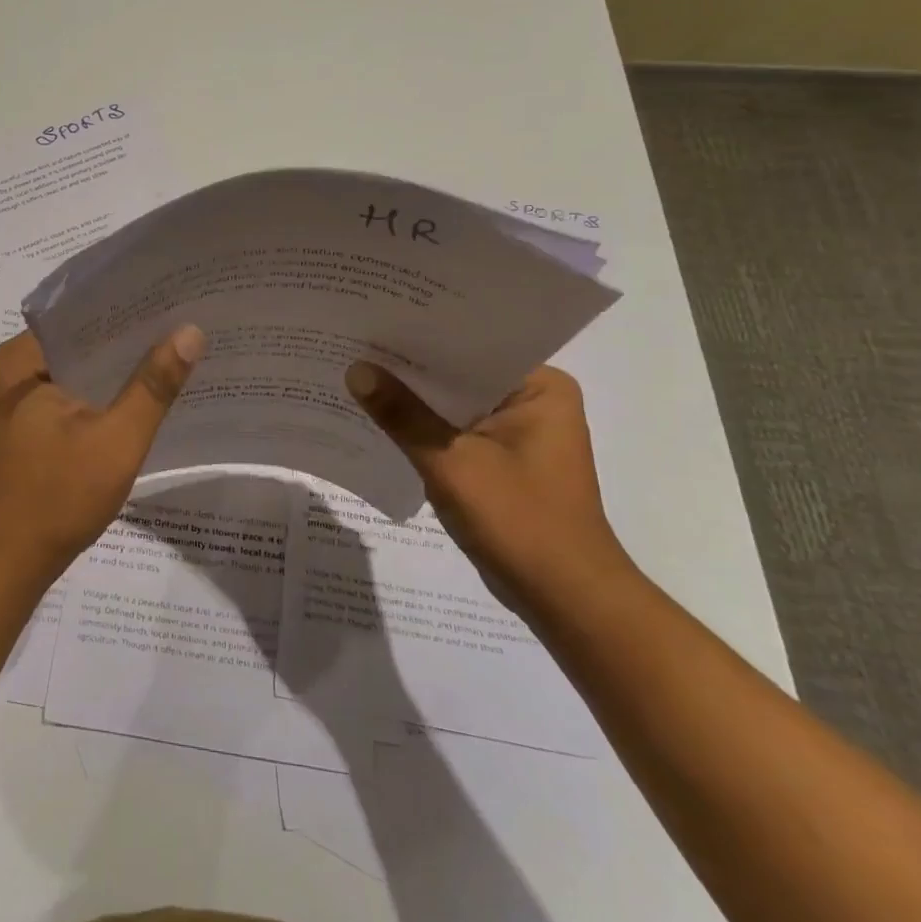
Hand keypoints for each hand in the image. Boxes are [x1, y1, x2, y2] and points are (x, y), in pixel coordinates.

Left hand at [0, 326, 205, 580]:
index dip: (128, 307)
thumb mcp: (116, 441)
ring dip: (117, 367)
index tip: (174, 299)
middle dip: (128, 338)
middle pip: (80, 340)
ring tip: (172, 349)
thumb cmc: (57, 499)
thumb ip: (153, 386)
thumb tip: (190, 331)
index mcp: (20, 360)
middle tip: (183, 322)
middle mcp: (12, 370)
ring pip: (78, 368)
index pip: (80, 314)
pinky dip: (103, 392)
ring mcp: (16, 398)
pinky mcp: (26, 423)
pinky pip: (71, 392)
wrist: (7, 565)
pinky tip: (142, 393)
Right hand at [345, 362, 637, 620]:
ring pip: (454, 404)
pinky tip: (380, 419)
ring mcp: (519, 433)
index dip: (420, 335)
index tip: (374, 320)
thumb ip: (402, 414)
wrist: (566, 600)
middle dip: (411, 368)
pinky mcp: (503, 461)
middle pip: (459, 374)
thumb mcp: (451, 463)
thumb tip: (356, 369)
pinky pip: (455, 430)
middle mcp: (534, 400)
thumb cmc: (520, 521)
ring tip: (357, 373)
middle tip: (354, 343)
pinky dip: (424, 429)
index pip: (471, 345)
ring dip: (414, 400)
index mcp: (540, 386)